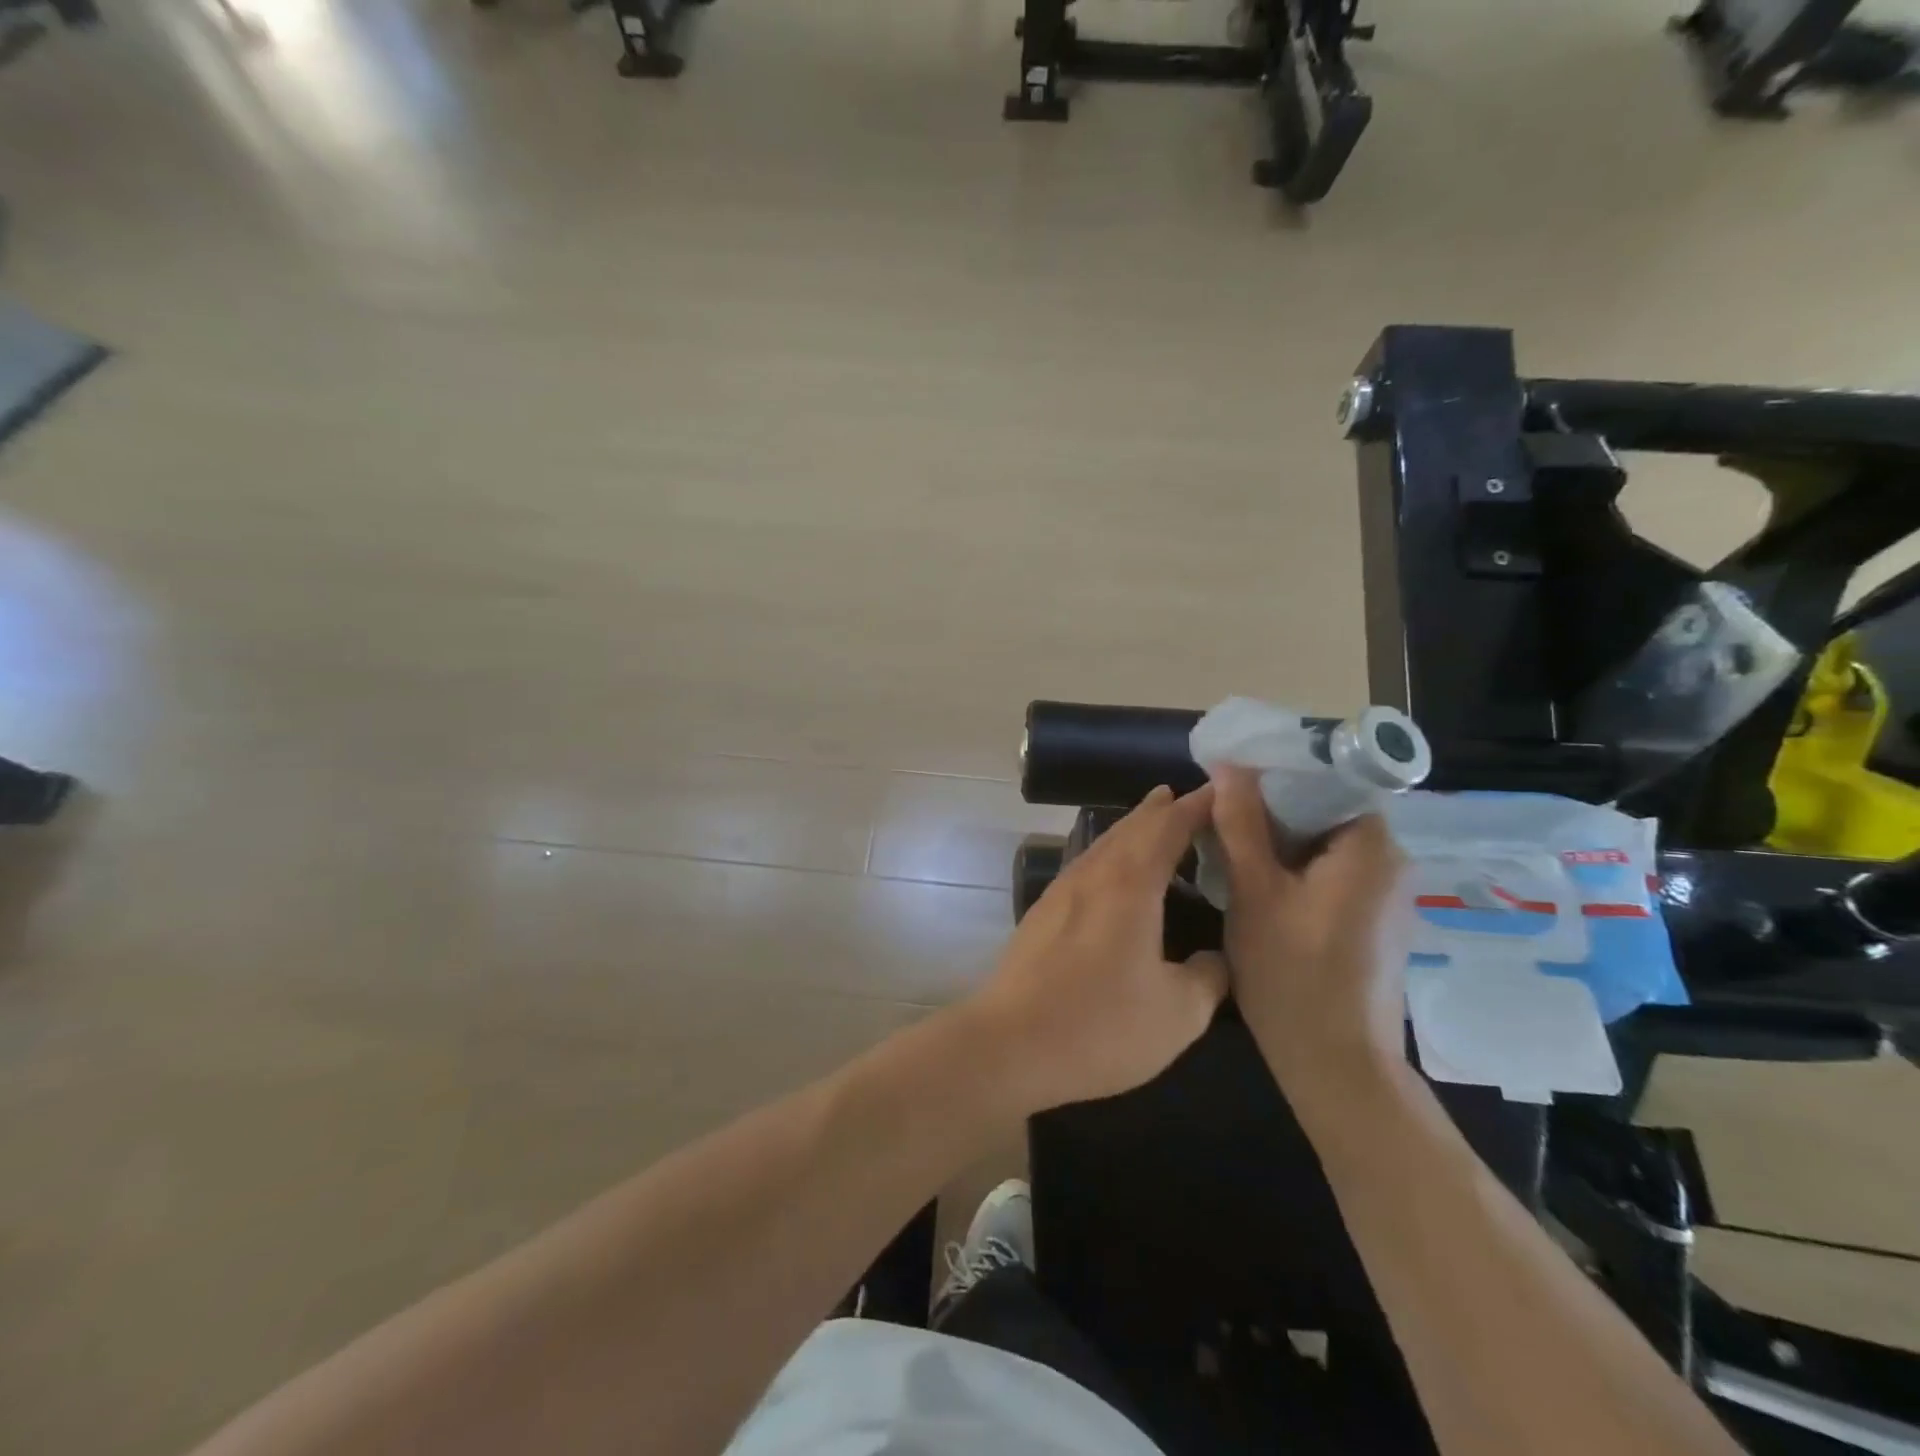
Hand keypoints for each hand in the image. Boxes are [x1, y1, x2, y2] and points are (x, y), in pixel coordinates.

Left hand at [962, 785, 1228, 1114]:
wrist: (1011, 1043)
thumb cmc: (1101, 1025)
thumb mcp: (1179, 1013)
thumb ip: (1208, 976)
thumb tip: (1215, 957)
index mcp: (1130, 885)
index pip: (1168, 828)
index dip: (1196, 807)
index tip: (1221, 791)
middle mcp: (1093, 875)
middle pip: (1131, 828)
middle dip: (1161, 809)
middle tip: (1185, 796)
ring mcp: (1061, 891)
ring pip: (1103, 845)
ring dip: (1131, 829)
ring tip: (1152, 822)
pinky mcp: (1043, 913)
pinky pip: (1086, 866)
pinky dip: (1110, 855)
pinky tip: (1112, 874)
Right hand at [1208, 766, 1408, 1105]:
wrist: (1336, 1066)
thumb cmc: (1292, 975)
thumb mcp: (1254, 893)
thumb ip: (1241, 825)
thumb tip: (1230, 766)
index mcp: (1371, 847)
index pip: (1334, 778)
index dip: (1282, 771)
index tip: (1237, 776)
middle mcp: (1392, 863)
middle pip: (1329, 810)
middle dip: (1275, 807)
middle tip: (1223, 812)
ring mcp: (1387, 896)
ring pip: (1327, 844)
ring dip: (1282, 840)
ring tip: (1232, 844)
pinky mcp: (1375, 922)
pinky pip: (1334, 874)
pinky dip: (1298, 869)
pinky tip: (1260, 884)